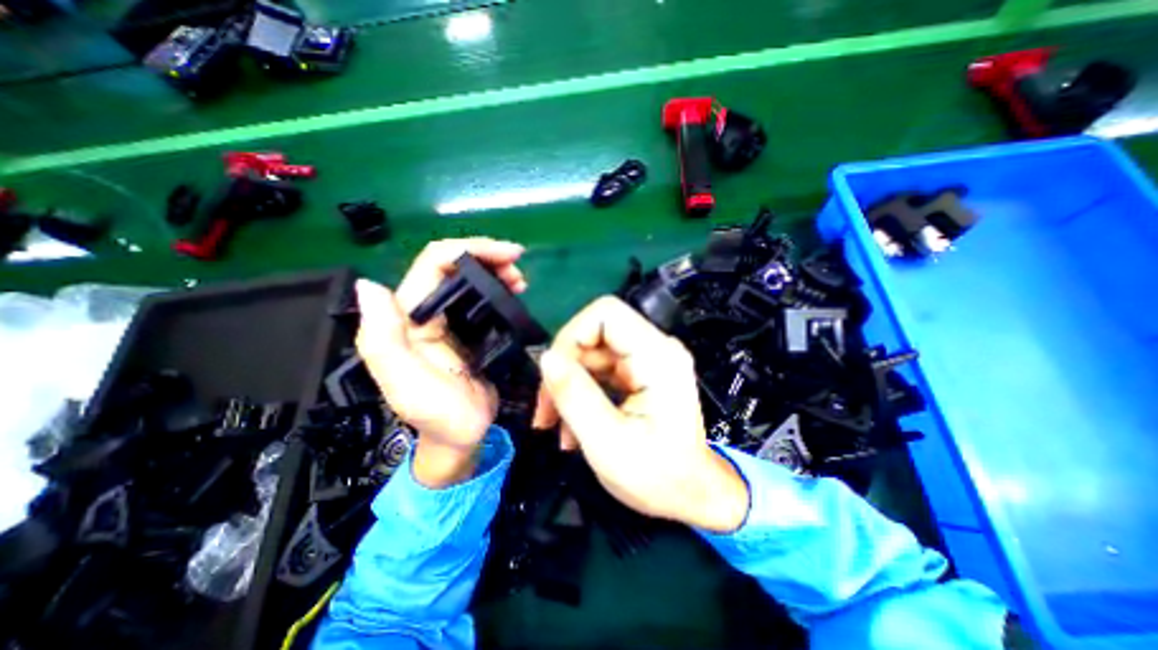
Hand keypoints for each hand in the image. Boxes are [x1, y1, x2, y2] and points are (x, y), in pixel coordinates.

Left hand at [358, 239, 526, 486]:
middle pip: (455, 265)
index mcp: (408, 316)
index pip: (434, 264)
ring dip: (496, 271)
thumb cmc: (438, 415)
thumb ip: (383, 340)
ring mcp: (450, 319)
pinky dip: (501, 289)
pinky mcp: (470, 329)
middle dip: (488, 257)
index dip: (470, 249)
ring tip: (520, 280)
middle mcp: (427, 311)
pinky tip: (516, 293)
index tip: (508, 254)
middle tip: (518, 268)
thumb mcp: (406, 384)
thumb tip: (370, 286)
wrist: (461, 436)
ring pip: (471, 278)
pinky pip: (483, 298)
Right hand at [527, 298, 746, 529]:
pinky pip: (600, 370)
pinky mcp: (640, 374)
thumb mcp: (608, 442)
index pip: (606, 314)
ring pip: (592, 354)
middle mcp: (655, 349)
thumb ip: (575, 396)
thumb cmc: (658, 476)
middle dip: (565, 368)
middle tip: (546, 411)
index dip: (572, 336)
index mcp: (657, 357)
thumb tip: (546, 357)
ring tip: (556, 426)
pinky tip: (572, 425)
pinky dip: (581, 392)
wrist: (693, 495)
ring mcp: (648, 361)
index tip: (553, 375)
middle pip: (595, 334)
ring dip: (569, 385)